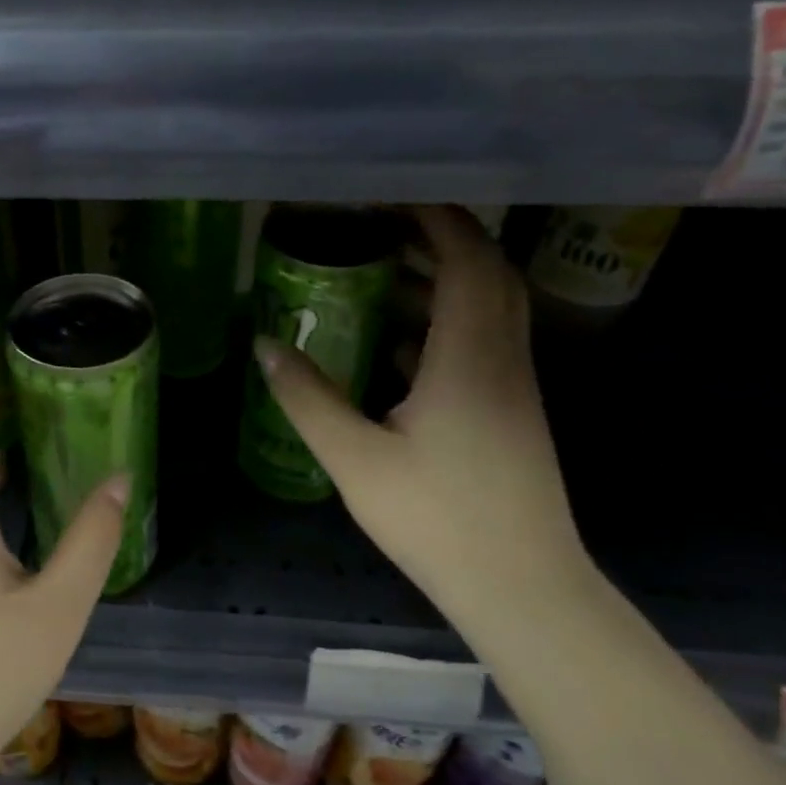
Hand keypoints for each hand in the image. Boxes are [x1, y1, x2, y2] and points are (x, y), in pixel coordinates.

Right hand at [256, 206, 584, 607]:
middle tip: (384, 228)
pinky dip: (447, 326)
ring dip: (445, 282)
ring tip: (385, 277)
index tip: (393, 198)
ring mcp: (514, 388)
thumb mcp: (355, 458)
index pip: (468, 261)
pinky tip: (400, 348)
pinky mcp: (512, 414)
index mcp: (469, 358)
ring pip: (489, 309)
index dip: (437, 220)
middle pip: (488, 274)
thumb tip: (265, 345)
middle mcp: (503, 360)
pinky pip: (484, 344)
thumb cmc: (436, 518)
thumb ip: (308, 398)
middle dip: (442, 239)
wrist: (520, 585)